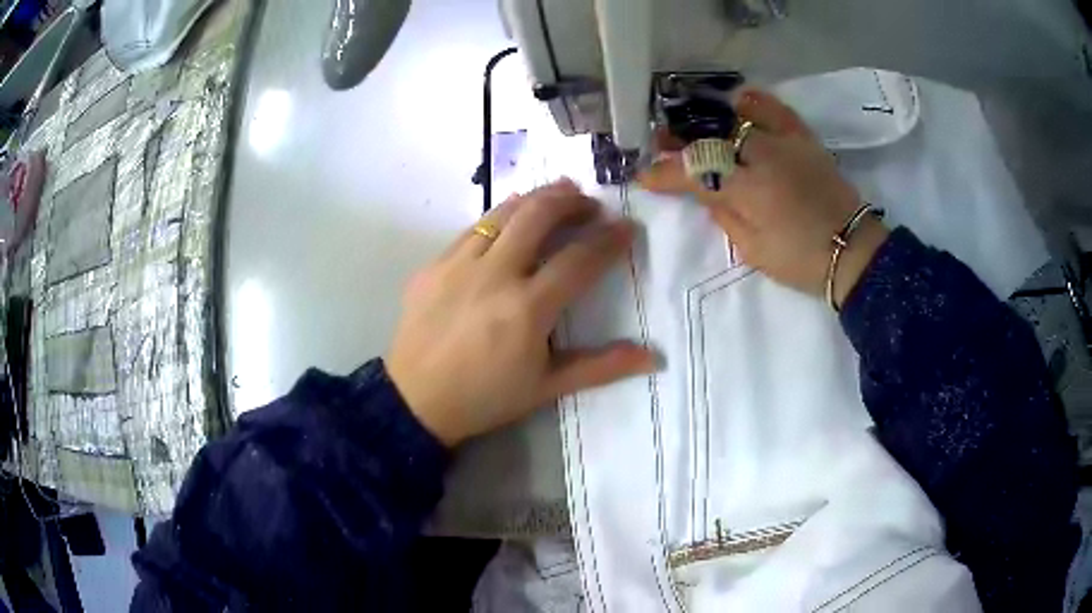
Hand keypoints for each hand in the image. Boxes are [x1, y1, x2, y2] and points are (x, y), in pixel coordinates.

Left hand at [386, 180, 656, 446]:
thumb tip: (653, 356)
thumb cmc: (485, 398)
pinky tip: (509, 221)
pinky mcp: (432, 265)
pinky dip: (499, 217)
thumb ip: (601, 367)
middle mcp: (494, 276)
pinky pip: (471, 229)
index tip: (627, 227)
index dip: (609, 239)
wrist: (415, 401)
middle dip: (571, 201)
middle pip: (538, 216)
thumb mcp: (547, 387)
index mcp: (527, 309)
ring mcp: (458, 265)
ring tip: (557, 193)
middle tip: (590, 203)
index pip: (579, 259)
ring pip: (503, 213)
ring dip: (536, 198)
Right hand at [640, 89, 888, 304]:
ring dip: (709, 119)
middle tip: (661, 141)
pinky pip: (774, 108)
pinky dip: (753, 103)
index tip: (644, 175)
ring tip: (696, 124)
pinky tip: (739, 104)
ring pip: (736, 115)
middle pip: (710, 136)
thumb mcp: (754, 251)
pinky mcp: (804, 138)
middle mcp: (762, 156)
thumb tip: (708, 193)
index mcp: (748, 190)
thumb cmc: (801, 260)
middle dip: (679, 139)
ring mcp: (785, 142)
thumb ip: (725, 217)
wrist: (853, 250)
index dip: (664, 172)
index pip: (693, 171)